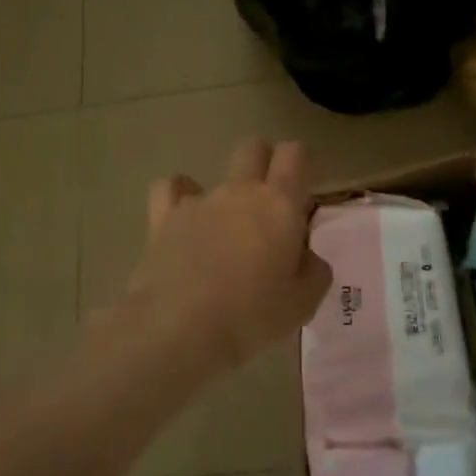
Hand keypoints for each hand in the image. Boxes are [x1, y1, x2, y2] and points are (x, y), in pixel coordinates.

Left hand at [127, 138, 332, 372]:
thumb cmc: (252, 316)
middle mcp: (239, 191)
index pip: (294, 154)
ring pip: (213, 173)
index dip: (300, 164)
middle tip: (268, 204)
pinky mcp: (163, 217)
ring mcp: (198, 201)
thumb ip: (313, 269)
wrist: (180, 326)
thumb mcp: (303, 302)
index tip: (301, 195)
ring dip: (223, 192)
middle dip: (264, 163)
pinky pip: (170, 189)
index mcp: (280, 204)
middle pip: (253, 148)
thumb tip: (304, 255)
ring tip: (223, 227)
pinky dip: (178, 197)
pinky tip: (182, 219)